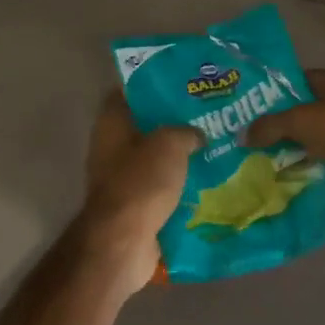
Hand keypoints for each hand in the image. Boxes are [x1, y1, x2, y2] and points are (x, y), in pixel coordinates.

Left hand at [78, 91, 200, 294]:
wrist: (123, 243)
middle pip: (145, 125)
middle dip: (173, 121)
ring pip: (155, 158)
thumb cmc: (141, 182)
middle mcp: (111, 146)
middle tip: (206, 114)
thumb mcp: (170, 143)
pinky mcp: (133, 205)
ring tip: (213, 145)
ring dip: (179, 155)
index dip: (153, 83)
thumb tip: (197, 135)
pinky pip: (160, 187)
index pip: (129, 91)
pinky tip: (207, 179)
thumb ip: (186, 131)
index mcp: (112, 123)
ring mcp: (120, 178)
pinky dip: (179, 185)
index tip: (182, 81)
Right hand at [245, 68, 324, 200]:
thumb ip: (271, 126)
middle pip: (302, 111)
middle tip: (247, 140)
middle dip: (277, 126)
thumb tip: (241, 135)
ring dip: (292, 149)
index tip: (245, 111)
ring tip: (259, 162)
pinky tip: (286, 178)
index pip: (294, 81)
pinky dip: (310, 167)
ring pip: (313, 138)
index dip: (270, 94)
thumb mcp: (304, 121)